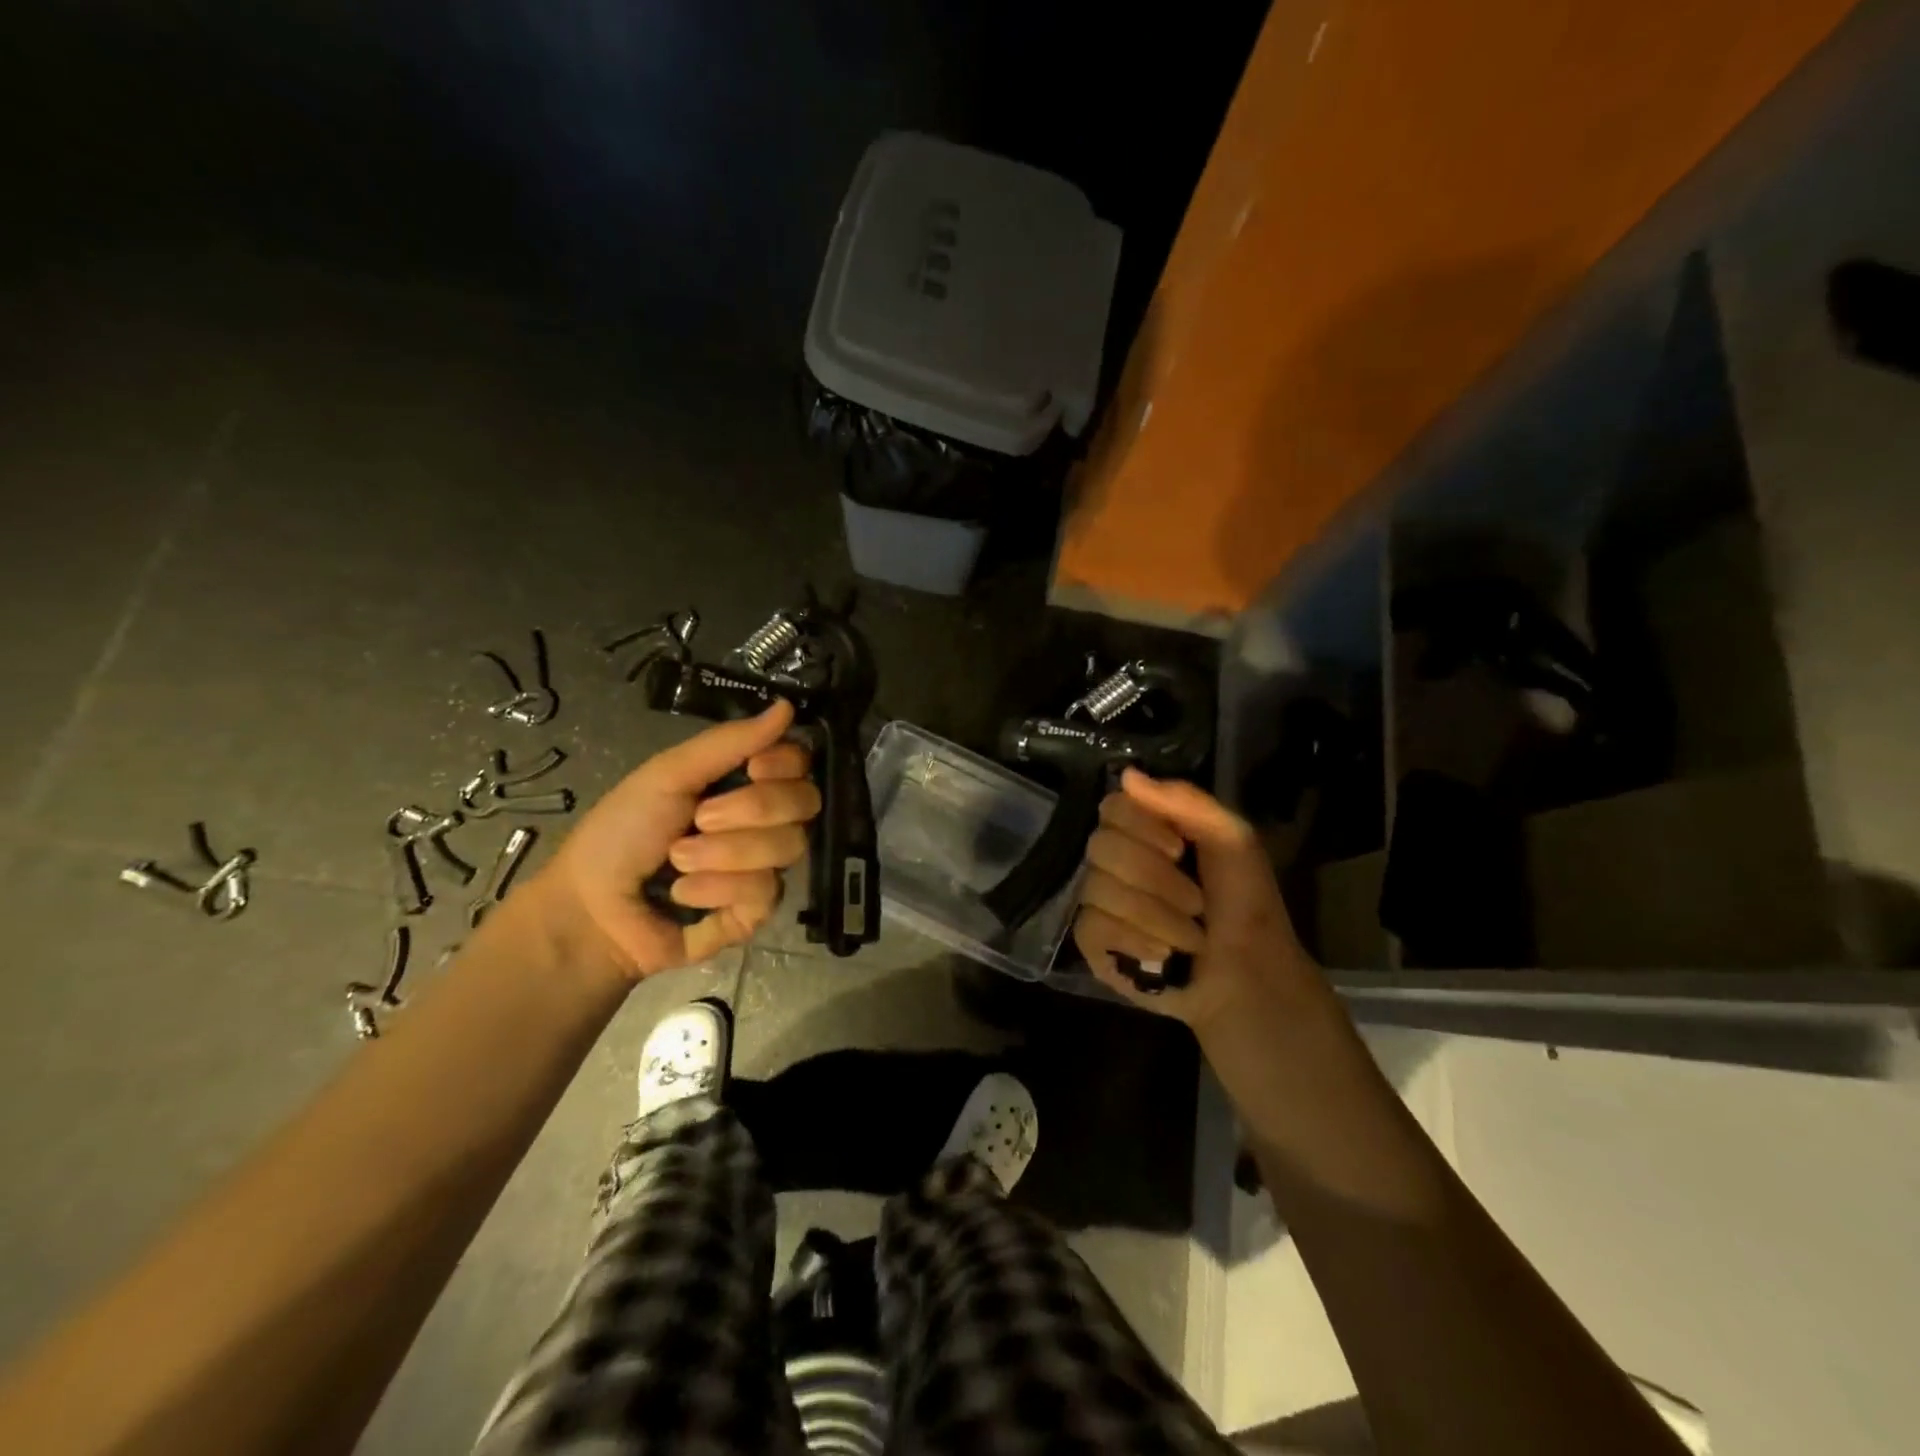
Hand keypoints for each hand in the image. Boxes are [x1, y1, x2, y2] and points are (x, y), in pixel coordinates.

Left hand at [537, 700, 819, 979]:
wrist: (590, 906)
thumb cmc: (622, 832)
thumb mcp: (669, 774)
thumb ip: (730, 741)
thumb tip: (788, 706)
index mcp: (745, 783)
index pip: (800, 764)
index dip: (785, 764)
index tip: (753, 768)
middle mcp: (764, 823)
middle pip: (804, 803)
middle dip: (751, 809)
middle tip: (699, 819)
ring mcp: (764, 868)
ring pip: (788, 847)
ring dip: (725, 853)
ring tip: (678, 862)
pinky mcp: (755, 912)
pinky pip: (765, 891)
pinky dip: (717, 888)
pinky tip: (684, 894)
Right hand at [1072, 768, 1317, 1030]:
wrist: (1251, 975)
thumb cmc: (1246, 904)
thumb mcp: (1232, 840)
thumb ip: (1186, 802)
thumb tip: (1127, 774)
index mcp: (1146, 831)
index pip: (1112, 807)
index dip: (1141, 826)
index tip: (1178, 848)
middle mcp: (1116, 860)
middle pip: (1101, 846)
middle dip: (1155, 877)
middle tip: (1195, 900)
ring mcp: (1100, 901)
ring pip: (1099, 888)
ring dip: (1156, 914)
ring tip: (1190, 935)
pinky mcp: (1093, 942)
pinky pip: (1092, 925)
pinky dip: (1134, 939)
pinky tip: (1162, 952)